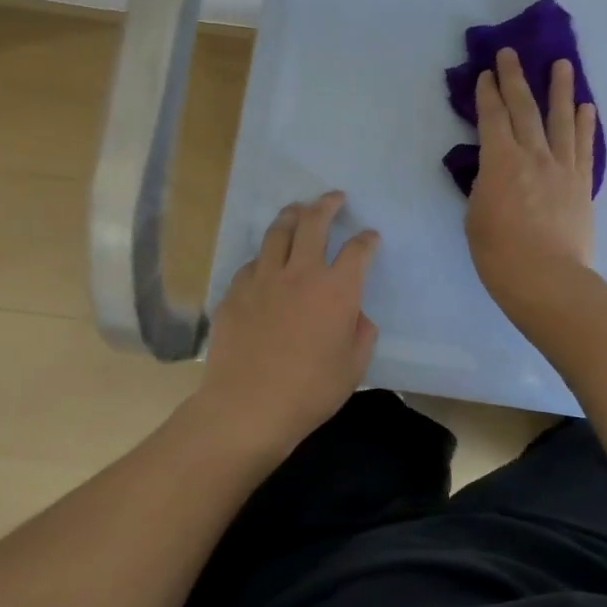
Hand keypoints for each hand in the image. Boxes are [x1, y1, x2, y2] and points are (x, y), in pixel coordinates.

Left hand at [192, 191, 379, 453]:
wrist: (248, 408)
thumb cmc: (310, 391)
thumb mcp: (354, 366)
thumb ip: (361, 332)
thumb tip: (356, 315)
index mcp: (337, 290)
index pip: (358, 250)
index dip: (367, 239)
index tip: (370, 237)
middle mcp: (301, 273)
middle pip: (314, 222)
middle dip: (327, 205)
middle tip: (334, 198)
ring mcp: (263, 279)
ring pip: (278, 232)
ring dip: (292, 215)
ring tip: (298, 209)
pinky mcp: (235, 292)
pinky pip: (253, 262)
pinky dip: (266, 255)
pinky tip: (267, 261)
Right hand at [465, 48, 598, 316]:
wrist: (547, 280)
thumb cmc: (500, 254)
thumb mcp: (476, 216)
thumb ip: (485, 185)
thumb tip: (494, 171)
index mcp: (501, 161)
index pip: (493, 118)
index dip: (488, 93)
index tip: (486, 74)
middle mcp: (534, 155)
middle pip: (524, 109)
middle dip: (515, 78)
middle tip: (511, 53)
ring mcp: (562, 167)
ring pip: (561, 120)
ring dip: (560, 89)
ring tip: (562, 64)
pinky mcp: (582, 184)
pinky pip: (585, 147)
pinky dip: (586, 125)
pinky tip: (587, 107)